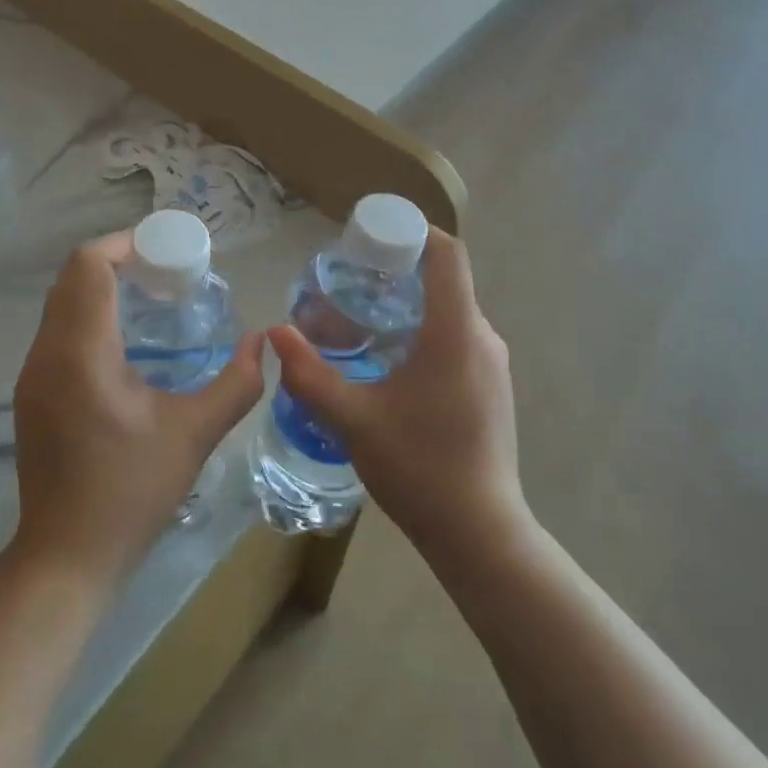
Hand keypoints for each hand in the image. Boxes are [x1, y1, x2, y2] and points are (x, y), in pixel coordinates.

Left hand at [11, 232, 265, 582]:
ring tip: (150, 297)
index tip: (166, 250)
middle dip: (118, 260)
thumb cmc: (131, 491)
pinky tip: (125, 339)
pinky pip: (57, 328)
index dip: (125, 244)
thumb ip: (237, 383)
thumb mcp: (194, 434)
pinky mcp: (32, 392)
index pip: (89, 266)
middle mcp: (47, 352)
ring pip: (61, 301)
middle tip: (166, 270)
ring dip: (101, 286)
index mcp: (81, 352)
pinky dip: (88, 313)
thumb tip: (264, 342)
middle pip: (73, 276)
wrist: (65, 557)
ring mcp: (32, 373)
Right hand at [273, 228, 523, 557]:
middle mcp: (482, 336)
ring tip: (361, 318)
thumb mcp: (353, 421)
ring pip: (450, 310)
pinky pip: (458, 336)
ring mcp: (493, 363)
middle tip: (349, 279)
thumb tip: (274, 333)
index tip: (371, 236)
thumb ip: (310, 374)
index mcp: (455, 331)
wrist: (481, 536)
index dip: (413, 231)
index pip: (447, 252)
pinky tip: (390, 359)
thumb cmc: (420, 469)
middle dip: (398, 270)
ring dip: (410, 303)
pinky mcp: (492, 386)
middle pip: (445, 278)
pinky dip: (425, 329)